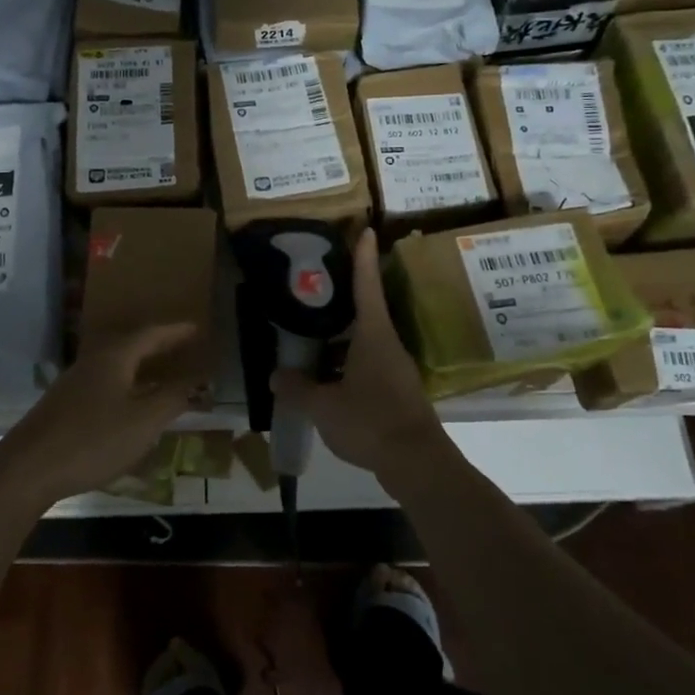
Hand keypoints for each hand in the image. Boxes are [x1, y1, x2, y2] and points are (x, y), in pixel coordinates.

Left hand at [0, 323, 199, 509]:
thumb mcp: (143, 422)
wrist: (27, 469)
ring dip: (140, 364)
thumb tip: (197, 381)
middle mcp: (93, 361)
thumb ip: (172, 399)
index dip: (175, 331)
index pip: (151, 334)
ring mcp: (74, 382)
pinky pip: (104, 381)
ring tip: (162, 371)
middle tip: (183, 346)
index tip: (197, 328)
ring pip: (116, 364)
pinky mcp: (64, 404)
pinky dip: (126, 383)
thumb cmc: (92, 440)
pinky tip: (130, 402)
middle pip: (131, 344)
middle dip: (158, 345)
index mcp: (115, 357)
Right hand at [272, 230, 456, 493]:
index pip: (367, 286)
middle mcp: (387, 346)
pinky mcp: (396, 393)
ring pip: (363, 344)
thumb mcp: (324, 406)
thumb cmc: (371, 421)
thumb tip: (277, 376)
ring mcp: (395, 370)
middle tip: (313, 291)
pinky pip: (366, 368)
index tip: (366, 231)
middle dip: (341, 302)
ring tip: (309, 340)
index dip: (364, 258)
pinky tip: (325, 381)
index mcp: (373, 335)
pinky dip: (345, 367)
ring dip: (339, 341)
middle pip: (364, 313)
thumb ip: (298, 389)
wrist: (417, 463)